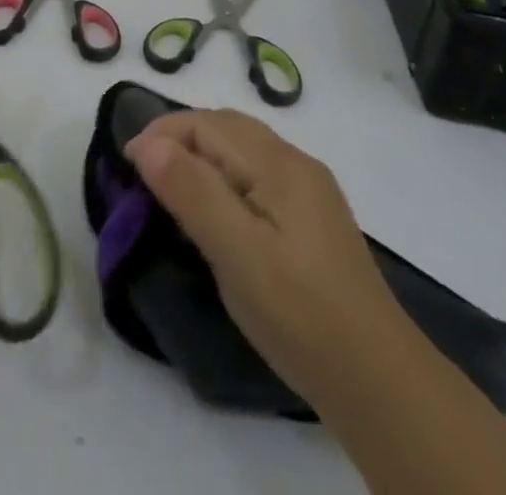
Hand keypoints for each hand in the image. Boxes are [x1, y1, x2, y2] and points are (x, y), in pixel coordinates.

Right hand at [124, 108, 392, 404]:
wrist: (379, 381)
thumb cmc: (299, 313)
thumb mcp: (236, 254)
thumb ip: (192, 192)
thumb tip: (147, 142)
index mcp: (278, 163)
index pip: (206, 124)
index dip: (161, 135)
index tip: (127, 168)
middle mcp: (295, 162)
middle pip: (224, 127)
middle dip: (178, 139)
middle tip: (144, 179)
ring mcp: (308, 189)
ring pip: (241, 149)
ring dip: (200, 156)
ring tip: (171, 193)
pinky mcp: (312, 217)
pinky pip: (256, 173)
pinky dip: (223, 176)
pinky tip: (217, 214)